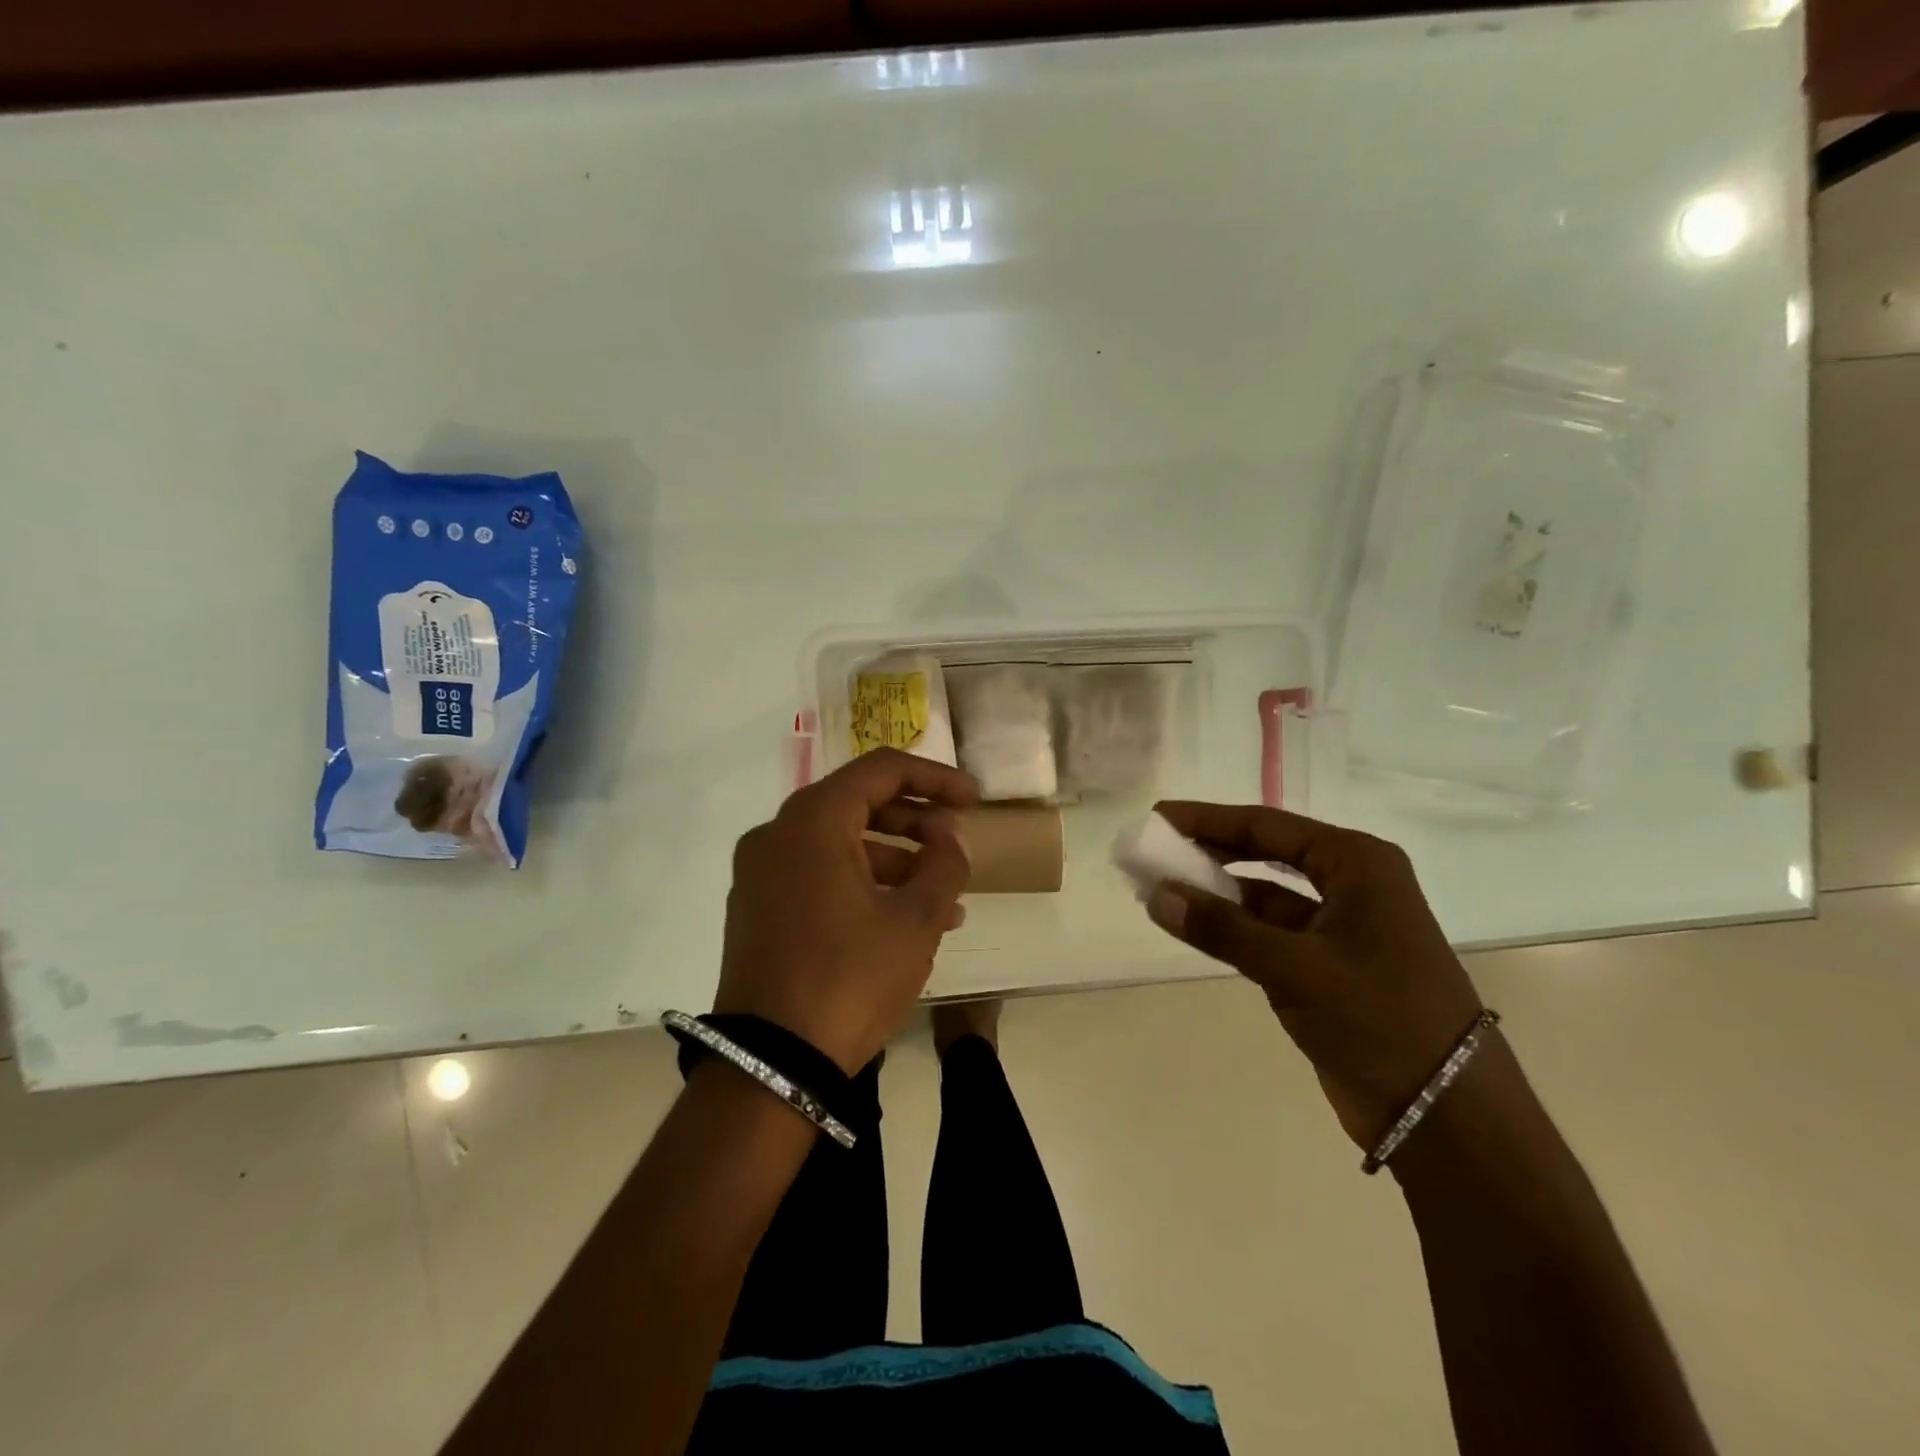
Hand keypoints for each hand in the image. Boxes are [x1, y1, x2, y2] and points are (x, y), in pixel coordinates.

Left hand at [714, 748, 978, 1072]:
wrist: (770, 1065)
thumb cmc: (850, 977)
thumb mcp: (915, 920)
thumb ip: (944, 865)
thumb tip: (949, 840)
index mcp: (812, 820)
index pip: (881, 770)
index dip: (935, 778)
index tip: (973, 800)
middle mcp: (777, 834)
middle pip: (858, 803)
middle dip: (916, 821)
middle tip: (957, 845)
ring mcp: (760, 873)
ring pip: (839, 844)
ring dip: (895, 860)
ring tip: (944, 897)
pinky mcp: (756, 909)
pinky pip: (817, 875)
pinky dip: (861, 883)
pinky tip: (903, 919)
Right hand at [1145, 802, 1486, 1150]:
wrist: (1447, 1116)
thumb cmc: (1379, 1020)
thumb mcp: (1295, 968)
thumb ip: (1222, 928)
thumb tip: (1156, 894)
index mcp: (1358, 864)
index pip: (1268, 826)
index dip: (1208, 820)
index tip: (1158, 817)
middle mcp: (1352, 884)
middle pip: (1267, 853)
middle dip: (1209, 851)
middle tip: (1154, 850)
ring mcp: (1342, 926)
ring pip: (1265, 895)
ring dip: (1216, 892)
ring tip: (1160, 888)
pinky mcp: (1329, 965)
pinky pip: (1270, 932)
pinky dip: (1232, 928)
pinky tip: (1193, 926)